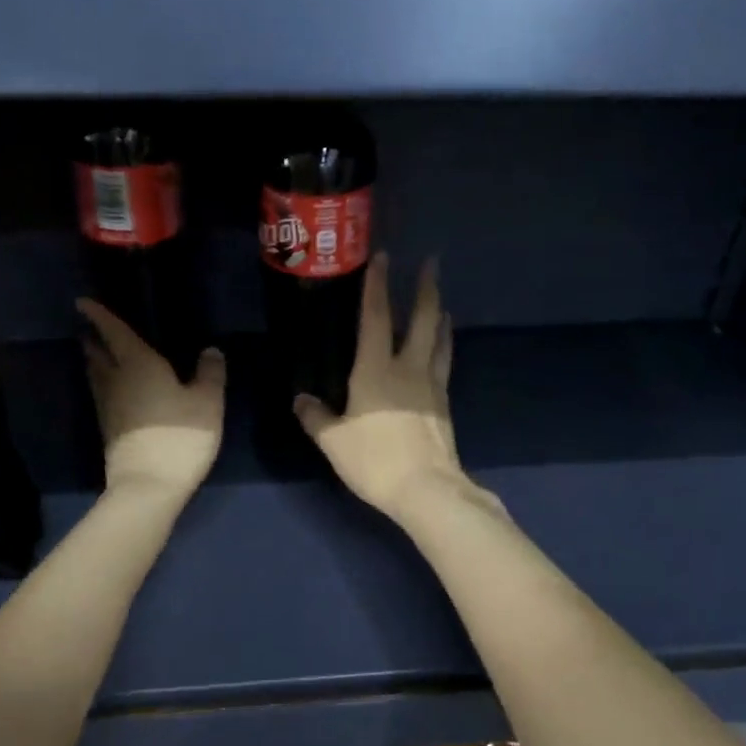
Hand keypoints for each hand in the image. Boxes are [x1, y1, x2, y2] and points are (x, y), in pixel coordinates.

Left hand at [78, 300, 224, 500]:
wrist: (148, 486)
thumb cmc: (179, 437)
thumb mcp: (207, 403)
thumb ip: (210, 374)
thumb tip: (210, 351)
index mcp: (138, 364)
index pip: (114, 332)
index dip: (99, 315)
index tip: (82, 302)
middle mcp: (116, 381)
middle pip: (98, 355)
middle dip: (94, 340)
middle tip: (91, 329)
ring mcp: (109, 408)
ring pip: (97, 377)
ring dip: (96, 363)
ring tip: (99, 355)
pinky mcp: (109, 431)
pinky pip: (104, 396)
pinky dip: (106, 385)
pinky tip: (116, 390)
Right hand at [295, 253, 481, 520]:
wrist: (426, 488)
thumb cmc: (375, 461)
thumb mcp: (334, 442)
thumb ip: (316, 417)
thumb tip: (301, 400)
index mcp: (376, 371)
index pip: (376, 318)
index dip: (377, 286)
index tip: (382, 257)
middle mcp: (408, 369)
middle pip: (422, 320)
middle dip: (425, 288)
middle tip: (431, 263)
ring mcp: (431, 386)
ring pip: (439, 341)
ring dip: (439, 316)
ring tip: (440, 302)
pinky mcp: (444, 406)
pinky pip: (444, 365)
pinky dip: (444, 347)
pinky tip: (442, 349)